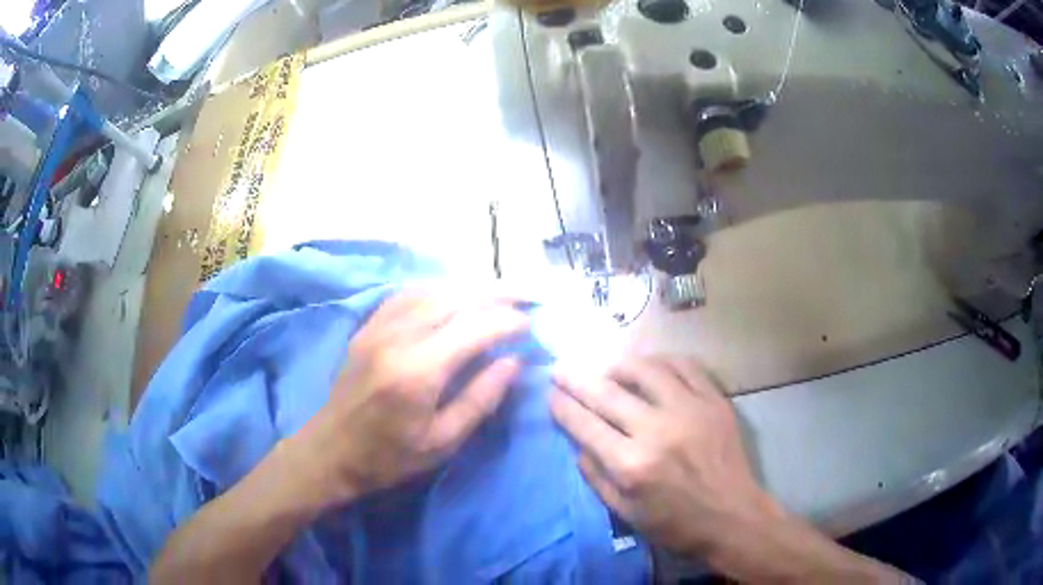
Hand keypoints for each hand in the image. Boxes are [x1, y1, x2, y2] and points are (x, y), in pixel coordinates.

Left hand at [283, 290, 528, 507]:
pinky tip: (453, 295)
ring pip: (433, 290)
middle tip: (523, 299)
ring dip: (469, 288)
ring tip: (497, 294)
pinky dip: (438, 289)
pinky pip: (408, 294)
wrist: (331, 451)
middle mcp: (398, 337)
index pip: (474, 328)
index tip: (530, 324)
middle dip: (495, 295)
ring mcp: (379, 327)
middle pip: (455, 298)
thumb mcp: (442, 441)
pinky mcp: (368, 326)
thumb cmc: (390, 457)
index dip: (508, 321)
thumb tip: (513, 362)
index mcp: (418, 371)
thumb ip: (480, 398)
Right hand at [550, 356, 770, 556]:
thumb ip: (595, 476)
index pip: (585, 424)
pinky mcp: (714, 401)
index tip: (551, 393)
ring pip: (645, 369)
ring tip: (607, 369)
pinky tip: (651, 367)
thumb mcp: (624, 512)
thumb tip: (578, 441)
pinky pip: (685, 366)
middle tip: (561, 368)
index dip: (563, 405)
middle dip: (576, 378)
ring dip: (618, 365)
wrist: (732, 516)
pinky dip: (662, 361)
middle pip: (607, 392)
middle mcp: (657, 431)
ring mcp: (690, 410)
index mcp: (631, 465)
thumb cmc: (675, 524)